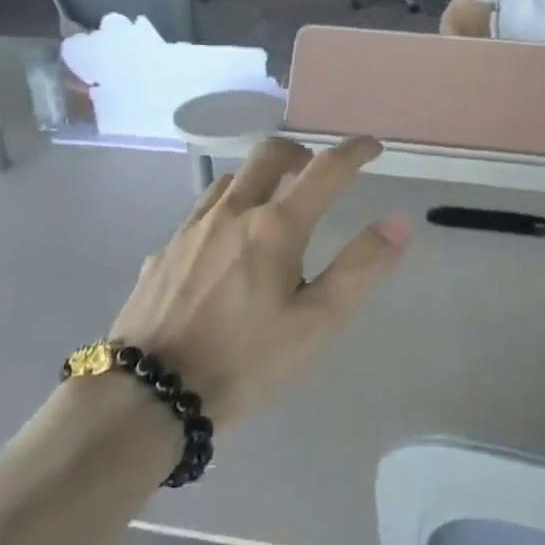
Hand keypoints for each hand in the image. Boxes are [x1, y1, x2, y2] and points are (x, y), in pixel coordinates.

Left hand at [109, 137, 410, 425]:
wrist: (146, 397)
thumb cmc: (244, 361)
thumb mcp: (316, 323)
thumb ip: (360, 268)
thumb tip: (398, 222)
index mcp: (276, 226)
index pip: (325, 170)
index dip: (354, 152)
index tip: (372, 147)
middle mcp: (233, 212)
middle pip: (270, 154)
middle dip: (300, 152)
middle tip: (316, 170)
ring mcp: (192, 228)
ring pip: (232, 178)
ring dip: (261, 176)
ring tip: (273, 202)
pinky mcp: (164, 251)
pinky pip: (202, 210)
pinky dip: (228, 207)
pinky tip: (226, 243)